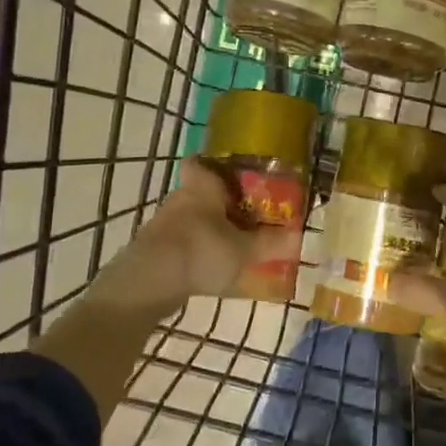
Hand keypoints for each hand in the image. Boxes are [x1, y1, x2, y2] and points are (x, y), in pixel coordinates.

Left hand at [91, 159, 298, 316]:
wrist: (147, 284)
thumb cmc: (200, 251)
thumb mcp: (243, 250)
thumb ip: (271, 243)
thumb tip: (299, 235)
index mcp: (201, 186)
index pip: (201, 162)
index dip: (215, 165)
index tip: (235, 174)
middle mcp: (180, 198)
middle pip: (201, 191)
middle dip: (221, 202)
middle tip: (247, 214)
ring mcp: (163, 225)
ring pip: (191, 218)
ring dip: (208, 228)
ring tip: (233, 244)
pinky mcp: (154, 249)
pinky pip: (181, 242)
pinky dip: (195, 250)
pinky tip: (211, 267)